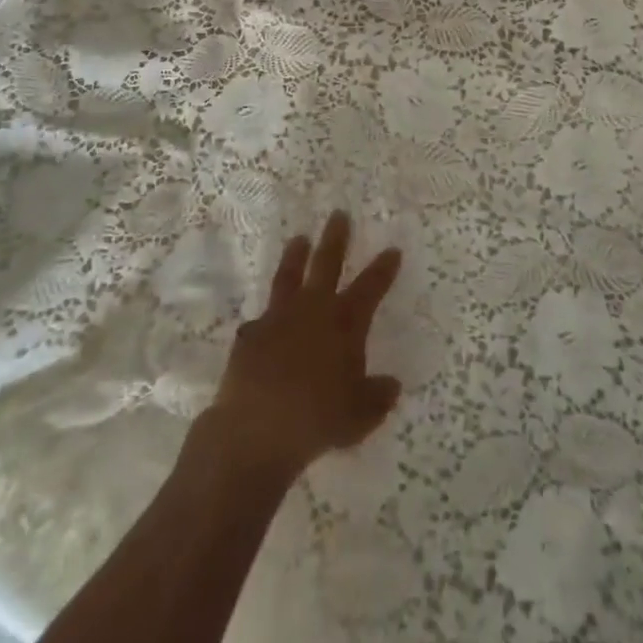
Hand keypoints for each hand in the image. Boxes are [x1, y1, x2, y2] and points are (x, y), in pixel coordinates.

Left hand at [209, 212, 401, 477]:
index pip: (371, 287)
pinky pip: (261, 321)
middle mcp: (313, 309)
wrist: (256, 428)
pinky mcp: (251, 334)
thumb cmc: (317, 420)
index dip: (383, 268)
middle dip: (336, 238)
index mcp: (345, 323)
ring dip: (296, 256)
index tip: (392, 249)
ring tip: (299, 239)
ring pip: (290, 276)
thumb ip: (377, 397)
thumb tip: (391, 385)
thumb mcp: (359, 417)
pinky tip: (263, 322)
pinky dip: (266, 320)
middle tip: (338, 214)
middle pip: (327, 263)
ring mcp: (278, 317)